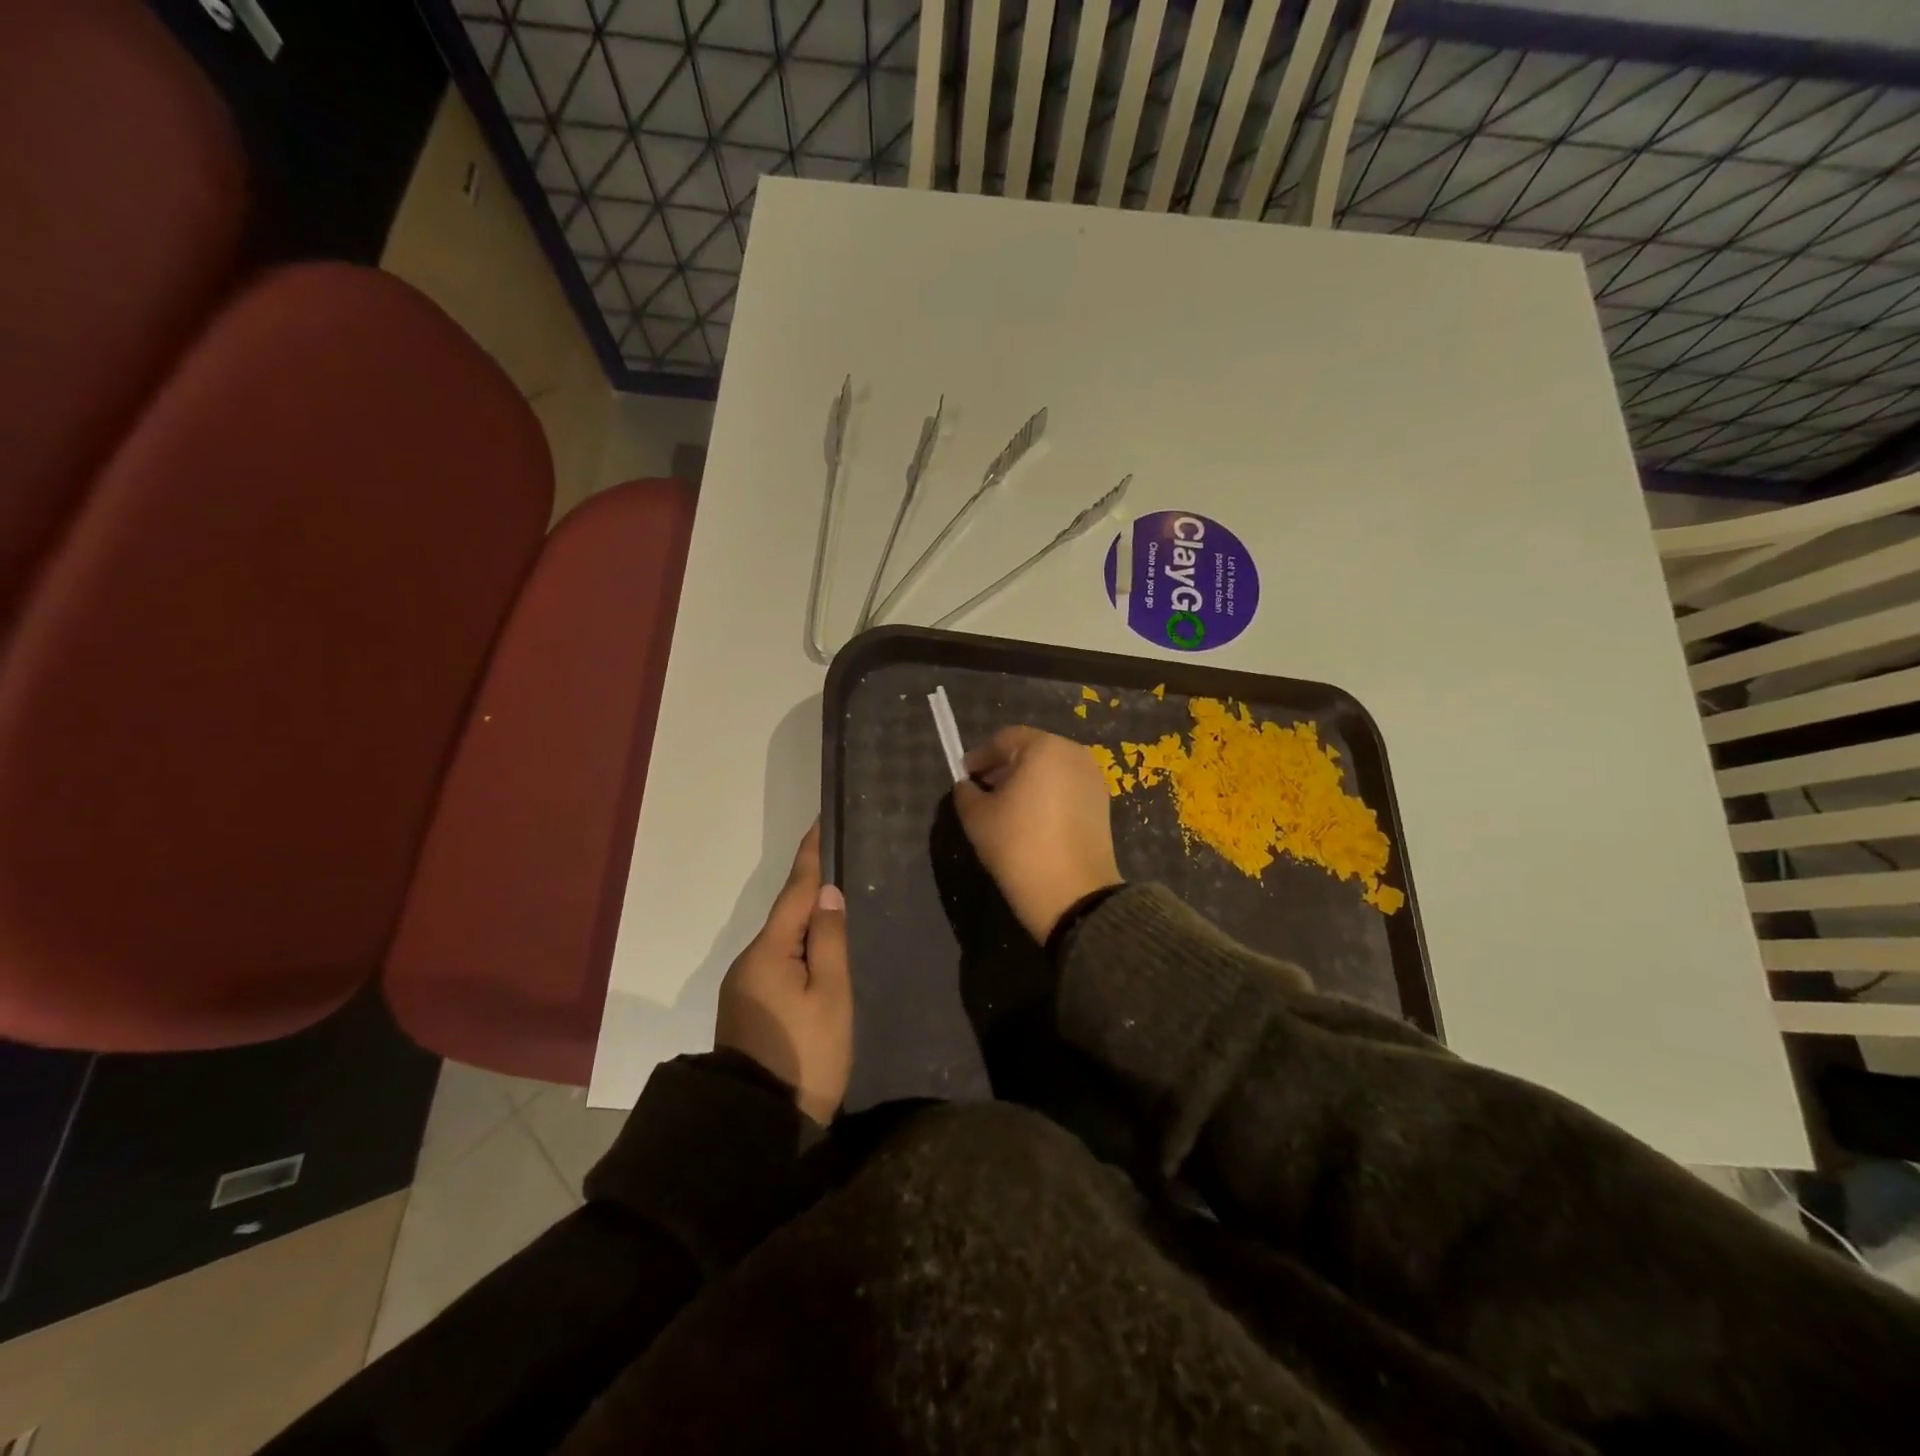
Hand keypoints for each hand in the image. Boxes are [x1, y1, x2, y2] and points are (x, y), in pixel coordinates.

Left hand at [714, 824, 851, 1124]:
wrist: (756, 1125)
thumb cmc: (805, 1055)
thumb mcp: (830, 996)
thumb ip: (830, 941)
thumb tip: (828, 895)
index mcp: (768, 952)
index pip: (795, 892)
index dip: (809, 857)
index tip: (818, 823)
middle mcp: (750, 961)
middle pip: (788, 915)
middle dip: (813, 890)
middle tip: (844, 863)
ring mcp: (746, 985)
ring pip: (784, 941)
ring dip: (809, 923)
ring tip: (842, 906)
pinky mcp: (750, 1006)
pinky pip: (779, 962)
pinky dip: (801, 949)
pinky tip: (821, 952)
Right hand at [953, 726, 1122, 943]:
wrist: (1073, 893)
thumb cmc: (1018, 845)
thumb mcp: (977, 817)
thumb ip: (966, 793)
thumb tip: (968, 786)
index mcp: (1043, 748)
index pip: (1004, 740)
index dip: (979, 756)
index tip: (963, 775)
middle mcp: (1073, 754)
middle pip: (1031, 750)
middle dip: (1004, 767)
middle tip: (983, 789)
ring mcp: (1093, 778)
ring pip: (1051, 769)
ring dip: (1027, 780)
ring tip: (1007, 806)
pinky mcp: (1102, 803)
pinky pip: (1067, 787)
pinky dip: (1047, 794)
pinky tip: (1032, 819)